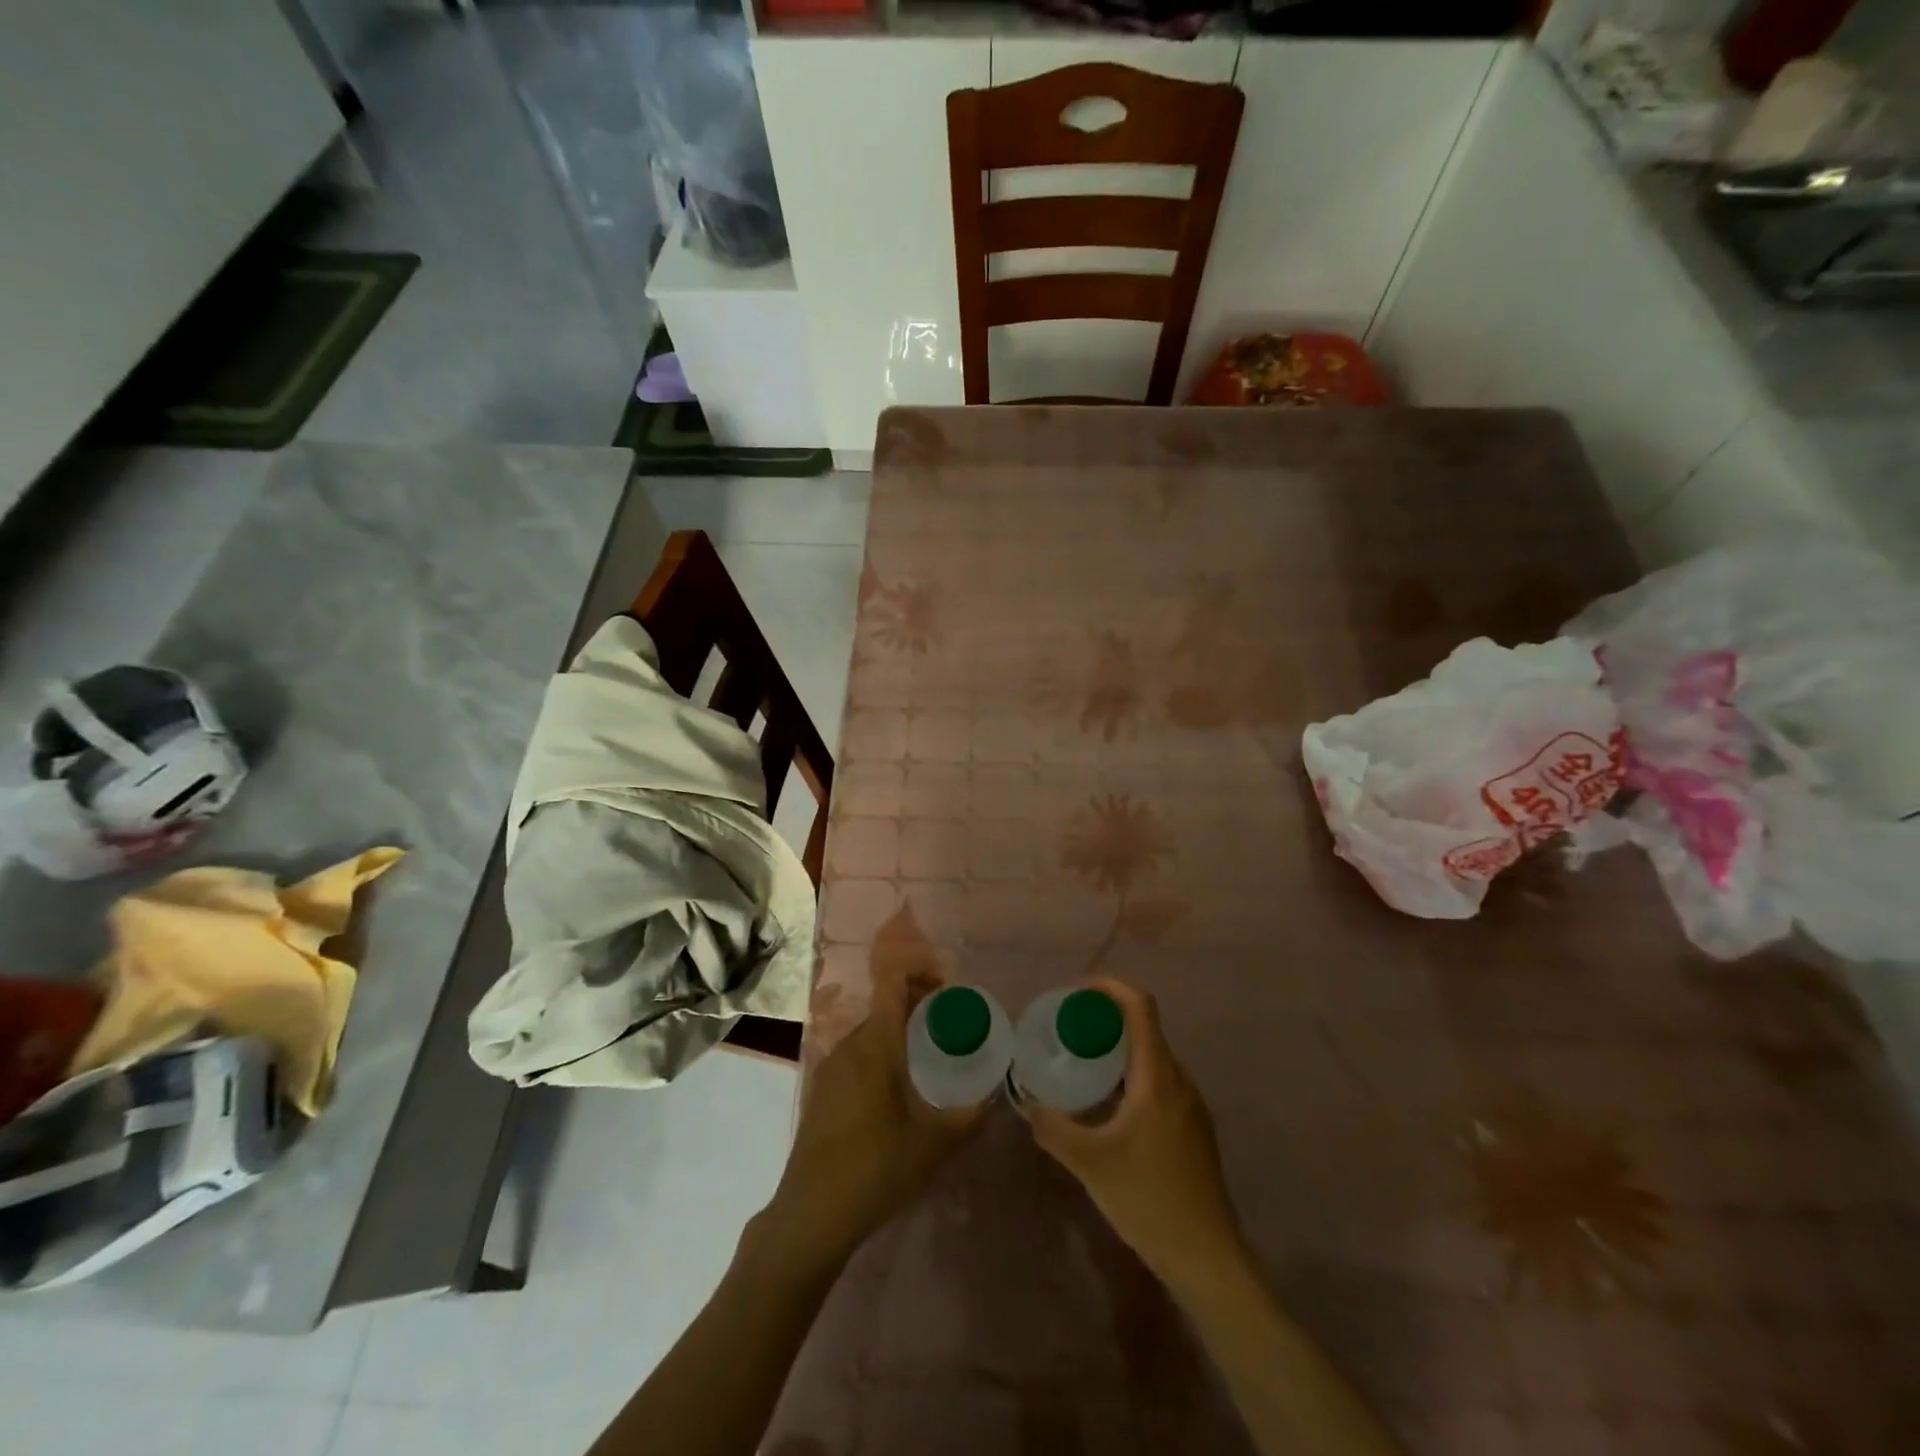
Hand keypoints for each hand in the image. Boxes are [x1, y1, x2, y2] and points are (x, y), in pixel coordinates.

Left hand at [760, 970, 982, 1266]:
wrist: (810, 1216)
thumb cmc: (874, 1171)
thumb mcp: (931, 1147)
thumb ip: (967, 1118)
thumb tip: (992, 1098)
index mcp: (875, 1046)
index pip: (892, 983)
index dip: (919, 971)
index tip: (947, 988)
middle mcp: (849, 1046)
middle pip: (884, 1006)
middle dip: (917, 1005)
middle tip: (949, 1025)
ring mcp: (830, 1068)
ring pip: (870, 1031)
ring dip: (898, 1030)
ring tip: (928, 1056)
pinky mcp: (822, 1090)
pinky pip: (857, 1054)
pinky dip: (880, 1052)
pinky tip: (897, 1088)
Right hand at [1022, 978, 1245, 1288]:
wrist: (1207, 1257)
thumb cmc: (1149, 1199)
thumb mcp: (1089, 1163)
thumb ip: (1053, 1128)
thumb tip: (1028, 1103)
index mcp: (1158, 1075)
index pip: (1140, 1005)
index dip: (1109, 988)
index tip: (1076, 995)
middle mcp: (1179, 1079)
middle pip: (1145, 1027)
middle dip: (1106, 1020)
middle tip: (1069, 1031)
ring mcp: (1191, 1104)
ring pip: (1152, 1057)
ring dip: (1119, 1050)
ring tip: (1083, 1065)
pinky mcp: (1193, 1128)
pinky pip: (1159, 1082)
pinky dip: (1131, 1076)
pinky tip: (1109, 1106)